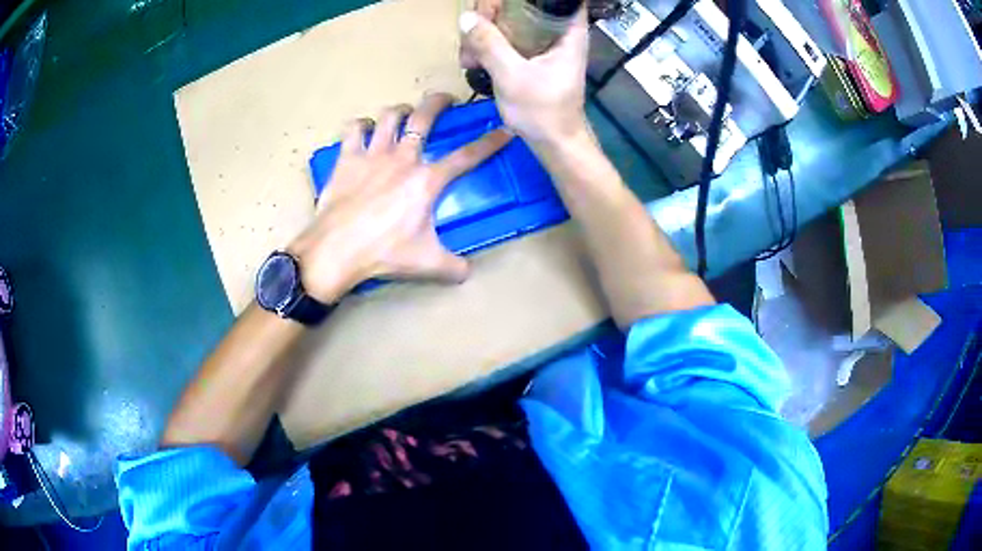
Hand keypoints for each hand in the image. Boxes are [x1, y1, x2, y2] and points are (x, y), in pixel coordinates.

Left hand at [288, 92, 512, 302]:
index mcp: (427, 181)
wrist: (337, 249)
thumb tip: (468, 272)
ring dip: (400, 110)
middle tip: (446, 100)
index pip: (466, 157)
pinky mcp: (347, 158)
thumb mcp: (427, 264)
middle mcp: (403, 158)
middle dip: (439, 102)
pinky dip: (361, 125)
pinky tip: (364, 129)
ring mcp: (373, 155)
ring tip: (405, 113)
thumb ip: (454, 267)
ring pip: (390, 116)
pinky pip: (354, 129)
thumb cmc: (384, 253)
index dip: (489, 143)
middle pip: (424, 118)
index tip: (505, 130)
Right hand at [459, 7, 589, 146]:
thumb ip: (489, 44)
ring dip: (485, 34)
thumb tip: (465, 18)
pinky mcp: (532, 57)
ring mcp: (544, 45)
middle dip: (493, 16)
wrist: (555, 144)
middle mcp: (558, 32)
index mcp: (567, 31)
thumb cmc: (543, 112)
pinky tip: (472, 63)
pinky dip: (489, 47)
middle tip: (471, 36)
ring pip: (512, 22)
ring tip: (468, 58)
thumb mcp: (512, 76)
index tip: (495, 8)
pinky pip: (508, 40)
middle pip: (524, 5)